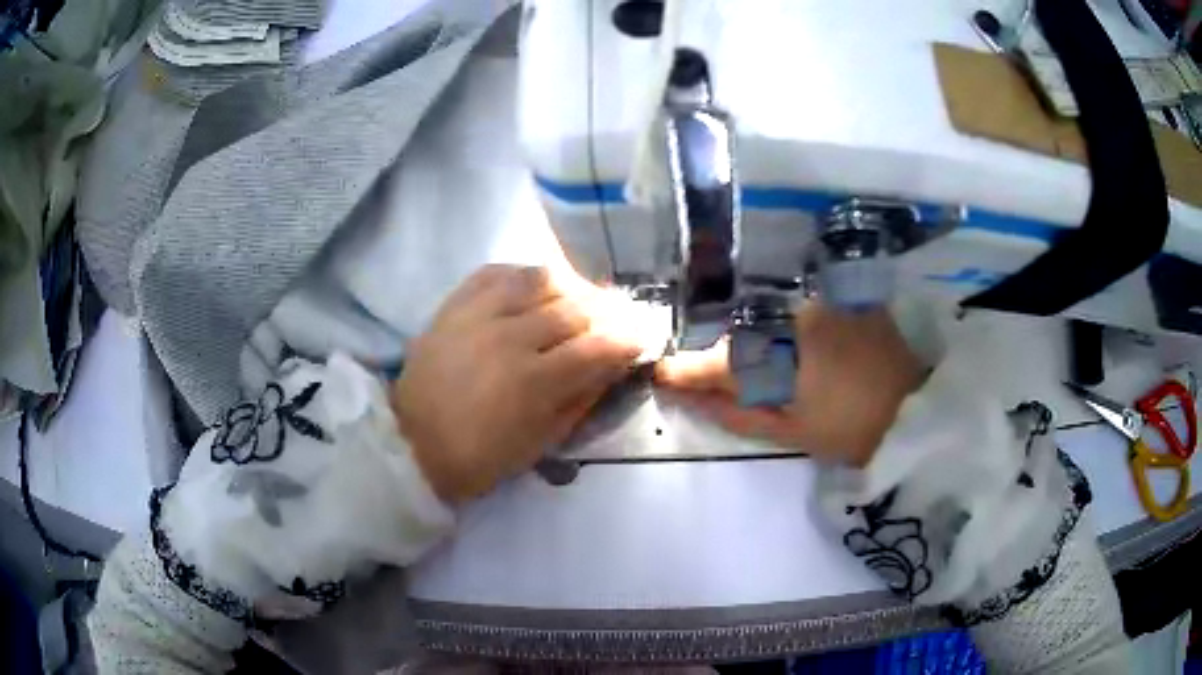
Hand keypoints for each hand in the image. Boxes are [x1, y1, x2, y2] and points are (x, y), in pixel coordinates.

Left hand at [393, 265, 641, 502]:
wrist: (412, 442)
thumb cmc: (480, 456)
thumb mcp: (541, 442)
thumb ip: (581, 399)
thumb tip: (613, 366)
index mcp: (533, 382)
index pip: (598, 346)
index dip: (628, 338)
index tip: (642, 337)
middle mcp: (509, 337)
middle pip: (575, 308)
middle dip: (607, 312)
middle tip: (618, 318)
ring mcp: (478, 313)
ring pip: (541, 279)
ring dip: (571, 287)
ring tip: (580, 300)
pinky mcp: (455, 303)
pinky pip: (499, 271)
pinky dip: (525, 274)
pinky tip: (536, 287)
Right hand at [655, 303, 925, 466]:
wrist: (914, 413)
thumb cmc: (851, 430)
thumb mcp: (791, 431)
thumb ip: (736, 413)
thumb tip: (691, 399)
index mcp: (784, 353)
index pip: (722, 360)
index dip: (688, 369)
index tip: (662, 373)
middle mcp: (799, 315)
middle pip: (746, 334)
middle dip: (728, 356)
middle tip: (715, 378)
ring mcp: (825, 303)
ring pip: (774, 321)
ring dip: (761, 342)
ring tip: (765, 369)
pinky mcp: (846, 300)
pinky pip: (803, 312)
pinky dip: (791, 330)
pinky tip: (800, 351)